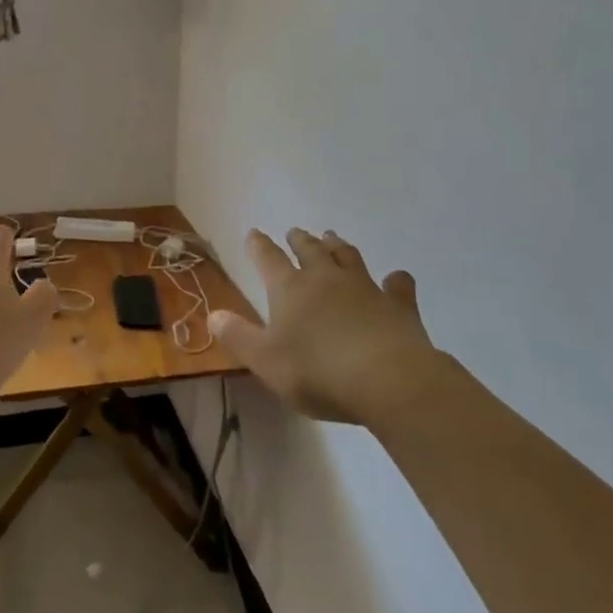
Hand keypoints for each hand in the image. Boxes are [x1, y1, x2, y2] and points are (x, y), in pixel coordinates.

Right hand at [208, 228, 443, 425]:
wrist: (388, 380)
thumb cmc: (318, 372)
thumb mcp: (266, 361)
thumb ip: (239, 337)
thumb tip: (213, 314)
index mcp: (290, 289)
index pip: (269, 258)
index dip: (259, 246)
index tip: (253, 234)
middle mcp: (326, 278)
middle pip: (310, 250)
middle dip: (300, 240)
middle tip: (295, 232)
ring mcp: (365, 287)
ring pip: (348, 256)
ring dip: (338, 246)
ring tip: (332, 238)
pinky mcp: (399, 304)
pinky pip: (397, 285)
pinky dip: (395, 280)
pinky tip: (396, 279)